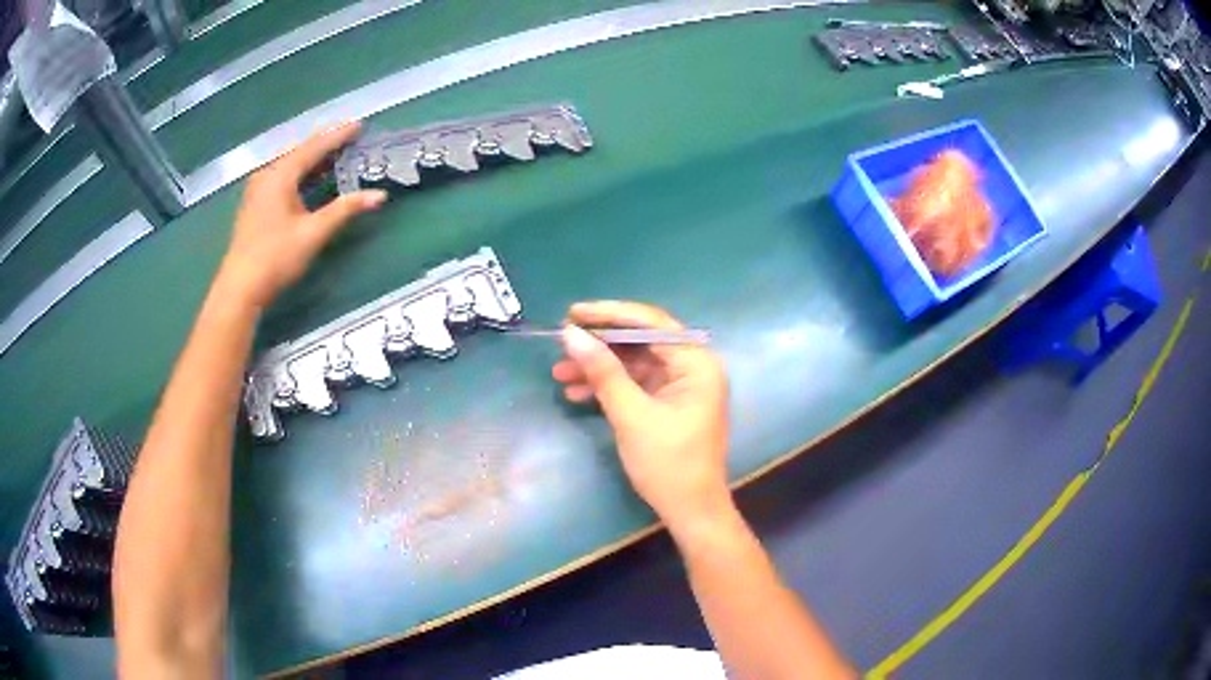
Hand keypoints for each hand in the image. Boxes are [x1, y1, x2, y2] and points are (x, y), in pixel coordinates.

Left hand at [217, 121, 386, 307]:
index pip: (314, 147)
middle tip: (350, 138)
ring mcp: (258, 189)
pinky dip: (301, 173)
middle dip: (325, 144)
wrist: (240, 288)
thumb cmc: (276, 257)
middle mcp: (267, 174)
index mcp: (280, 174)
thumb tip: (380, 195)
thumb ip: (345, 210)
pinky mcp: (255, 204)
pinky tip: (311, 179)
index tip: (360, 124)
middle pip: (300, 151)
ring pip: (290, 164)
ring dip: (313, 160)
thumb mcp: (314, 233)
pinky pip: (283, 177)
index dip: (338, 135)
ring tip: (336, 156)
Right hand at [552, 301, 730, 529]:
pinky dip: (608, 387)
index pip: (650, 323)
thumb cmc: (668, 463)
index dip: (609, 314)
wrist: (690, 511)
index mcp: (696, 362)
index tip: (572, 313)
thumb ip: (602, 372)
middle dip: (600, 345)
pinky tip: (576, 394)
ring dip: (598, 368)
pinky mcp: (669, 403)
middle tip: (562, 341)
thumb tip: (571, 334)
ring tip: (559, 373)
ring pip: (634, 363)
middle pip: (641, 341)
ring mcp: (681, 385)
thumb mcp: (631, 415)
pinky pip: (635, 384)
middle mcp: (693, 366)